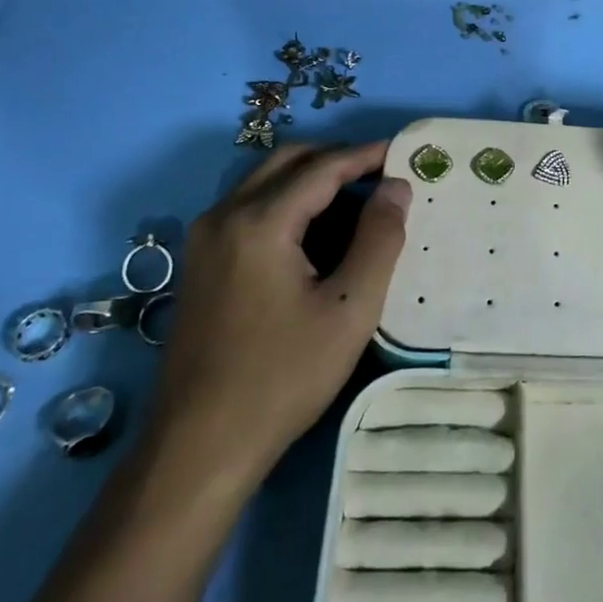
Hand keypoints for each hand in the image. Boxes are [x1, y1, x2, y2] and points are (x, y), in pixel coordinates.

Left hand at [150, 141, 410, 485]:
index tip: (403, 154)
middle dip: (335, 159)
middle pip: (287, 161)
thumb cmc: (283, 377)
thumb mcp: (349, 309)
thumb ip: (379, 239)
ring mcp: (204, 240)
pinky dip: (287, 203)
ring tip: (356, 202)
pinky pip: (248, 209)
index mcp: (258, 222)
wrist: (199, 447)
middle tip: (380, 175)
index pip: (322, 167)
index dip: (365, 156)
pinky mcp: (199, 264)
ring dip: (310, 180)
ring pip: (264, 183)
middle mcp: (223, 216)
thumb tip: (396, 187)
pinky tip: (315, 236)